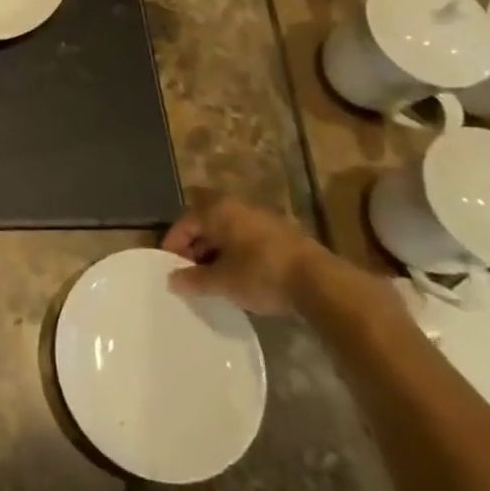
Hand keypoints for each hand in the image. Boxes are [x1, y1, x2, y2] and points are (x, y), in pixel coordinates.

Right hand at [161, 196, 333, 314]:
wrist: (320, 283)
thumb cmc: (260, 274)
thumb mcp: (221, 282)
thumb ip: (193, 280)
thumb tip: (172, 280)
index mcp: (218, 210)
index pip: (185, 222)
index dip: (173, 245)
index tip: (169, 268)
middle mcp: (239, 207)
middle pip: (207, 224)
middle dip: (196, 248)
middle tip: (190, 273)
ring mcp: (264, 219)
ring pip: (230, 233)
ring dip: (218, 252)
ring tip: (214, 278)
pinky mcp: (284, 235)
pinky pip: (249, 241)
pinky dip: (238, 255)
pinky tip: (240, 278)